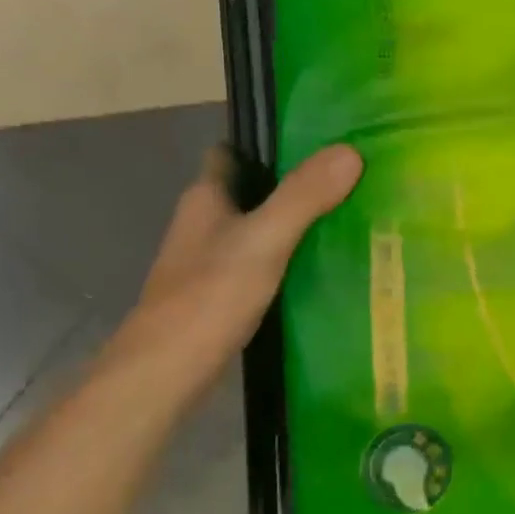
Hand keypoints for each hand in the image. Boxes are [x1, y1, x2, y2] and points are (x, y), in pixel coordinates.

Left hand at [115, 144, 362, 390]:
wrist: (165, 374)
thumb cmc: (208, 297)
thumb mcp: (264, 240)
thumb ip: (303, 196)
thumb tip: (350, 151)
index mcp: (205, 198)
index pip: (233, 152)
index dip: (268, 142)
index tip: (316, 140)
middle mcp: (204, 224)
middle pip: (250, 190)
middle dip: (292, 183)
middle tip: (346, 179)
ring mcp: (209, 261)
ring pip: (256, 228)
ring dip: (292, 222)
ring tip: (346, 216)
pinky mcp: (220, 294)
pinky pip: (261, 262)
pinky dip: (287, 258)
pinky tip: (321, 266)